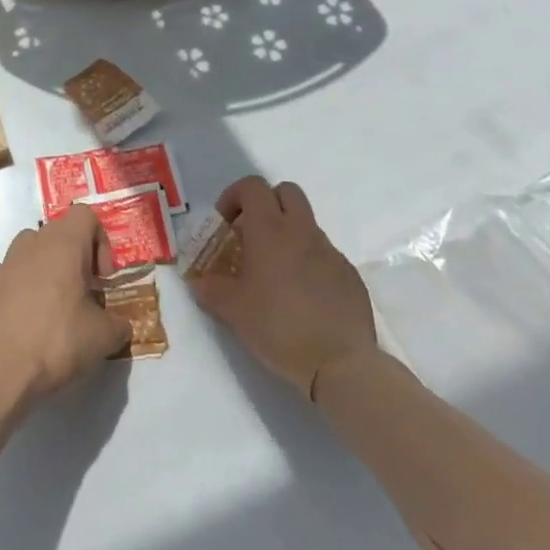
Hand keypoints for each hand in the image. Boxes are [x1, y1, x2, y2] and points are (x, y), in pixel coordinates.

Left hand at [0, 204, 131, 412]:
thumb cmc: (56, 342)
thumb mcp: (103, 338)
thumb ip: (118, 324)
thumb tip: (120, 325)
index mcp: (62, 245)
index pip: (85, 215)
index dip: (100, 241)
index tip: (101, 279)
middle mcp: (30, 244)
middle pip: (57, 233)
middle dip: (74, 258)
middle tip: (82, 295)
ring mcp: (3, 264)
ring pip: (30, 252)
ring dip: (45, 271)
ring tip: (53, 309)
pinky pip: (9, 278)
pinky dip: (20, 291)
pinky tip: (24, 325)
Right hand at [188, 176, 376, 398]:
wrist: (340, 364)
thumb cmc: (279, 327)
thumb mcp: (233, 310)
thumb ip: (211, 289)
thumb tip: (199, 281)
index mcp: (270, 230)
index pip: (253, 186)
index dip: (234, 196)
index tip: (225, 224)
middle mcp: (302, 231)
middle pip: (286, 191)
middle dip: (266, 204)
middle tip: (252, 235)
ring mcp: (330, 252)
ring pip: (306, 224)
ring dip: (288, 235)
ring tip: (275, 274)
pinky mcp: (350, 275)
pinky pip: (325, 255)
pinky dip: (310, 263)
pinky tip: (303, 297)